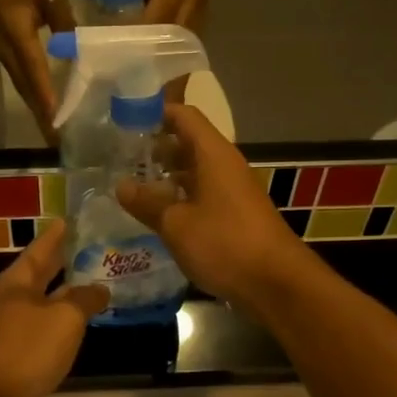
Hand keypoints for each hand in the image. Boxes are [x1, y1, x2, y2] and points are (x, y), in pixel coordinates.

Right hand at [0, 0, 73, 142]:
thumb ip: (64, 21)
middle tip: (58, 142)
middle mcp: (8, 53)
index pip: (36, 74)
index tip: (57, 123)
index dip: (47, 99)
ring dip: (37, 111)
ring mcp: (4, 55)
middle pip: (27, 91)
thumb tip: (77, 48)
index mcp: (19, 38)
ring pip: (23, 89)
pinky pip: (21, 81)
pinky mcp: (4, 53)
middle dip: (43, 117)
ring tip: (52, 131)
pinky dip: (33, 97)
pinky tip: (43, 106)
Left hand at [0, 221, 108, 396]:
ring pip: (43, 302)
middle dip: (63, 262)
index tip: (72, 219)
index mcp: (18, 281)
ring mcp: (8, 327)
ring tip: (93, 285)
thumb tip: (100, 288)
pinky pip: (42, 327)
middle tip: (91, 248)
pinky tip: (76, 326)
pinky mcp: (12, 353)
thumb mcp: (64, 319)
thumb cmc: (25, 350)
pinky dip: (60, 321)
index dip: (57, 234)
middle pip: (40, 273)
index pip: (41, 248)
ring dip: (65, 293)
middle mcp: (11, 299)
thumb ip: (84, 300)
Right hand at [115, 105, 308, 315]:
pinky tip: (158, 214)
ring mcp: (233, 191)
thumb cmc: (225, 244)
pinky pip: (203, 194)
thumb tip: (121, 185)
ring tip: (132, 185)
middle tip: (120, 157)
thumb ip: (147, 203)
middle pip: (188, 142)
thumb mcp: (177, 224)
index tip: (124, 120)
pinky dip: (180, 197)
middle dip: (156, 147)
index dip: (155, 112)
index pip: (184, 116)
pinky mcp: (235, 215)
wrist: (277, 283)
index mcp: (213, 155)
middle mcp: (225, 166)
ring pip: (195, 171)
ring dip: (166, 175)